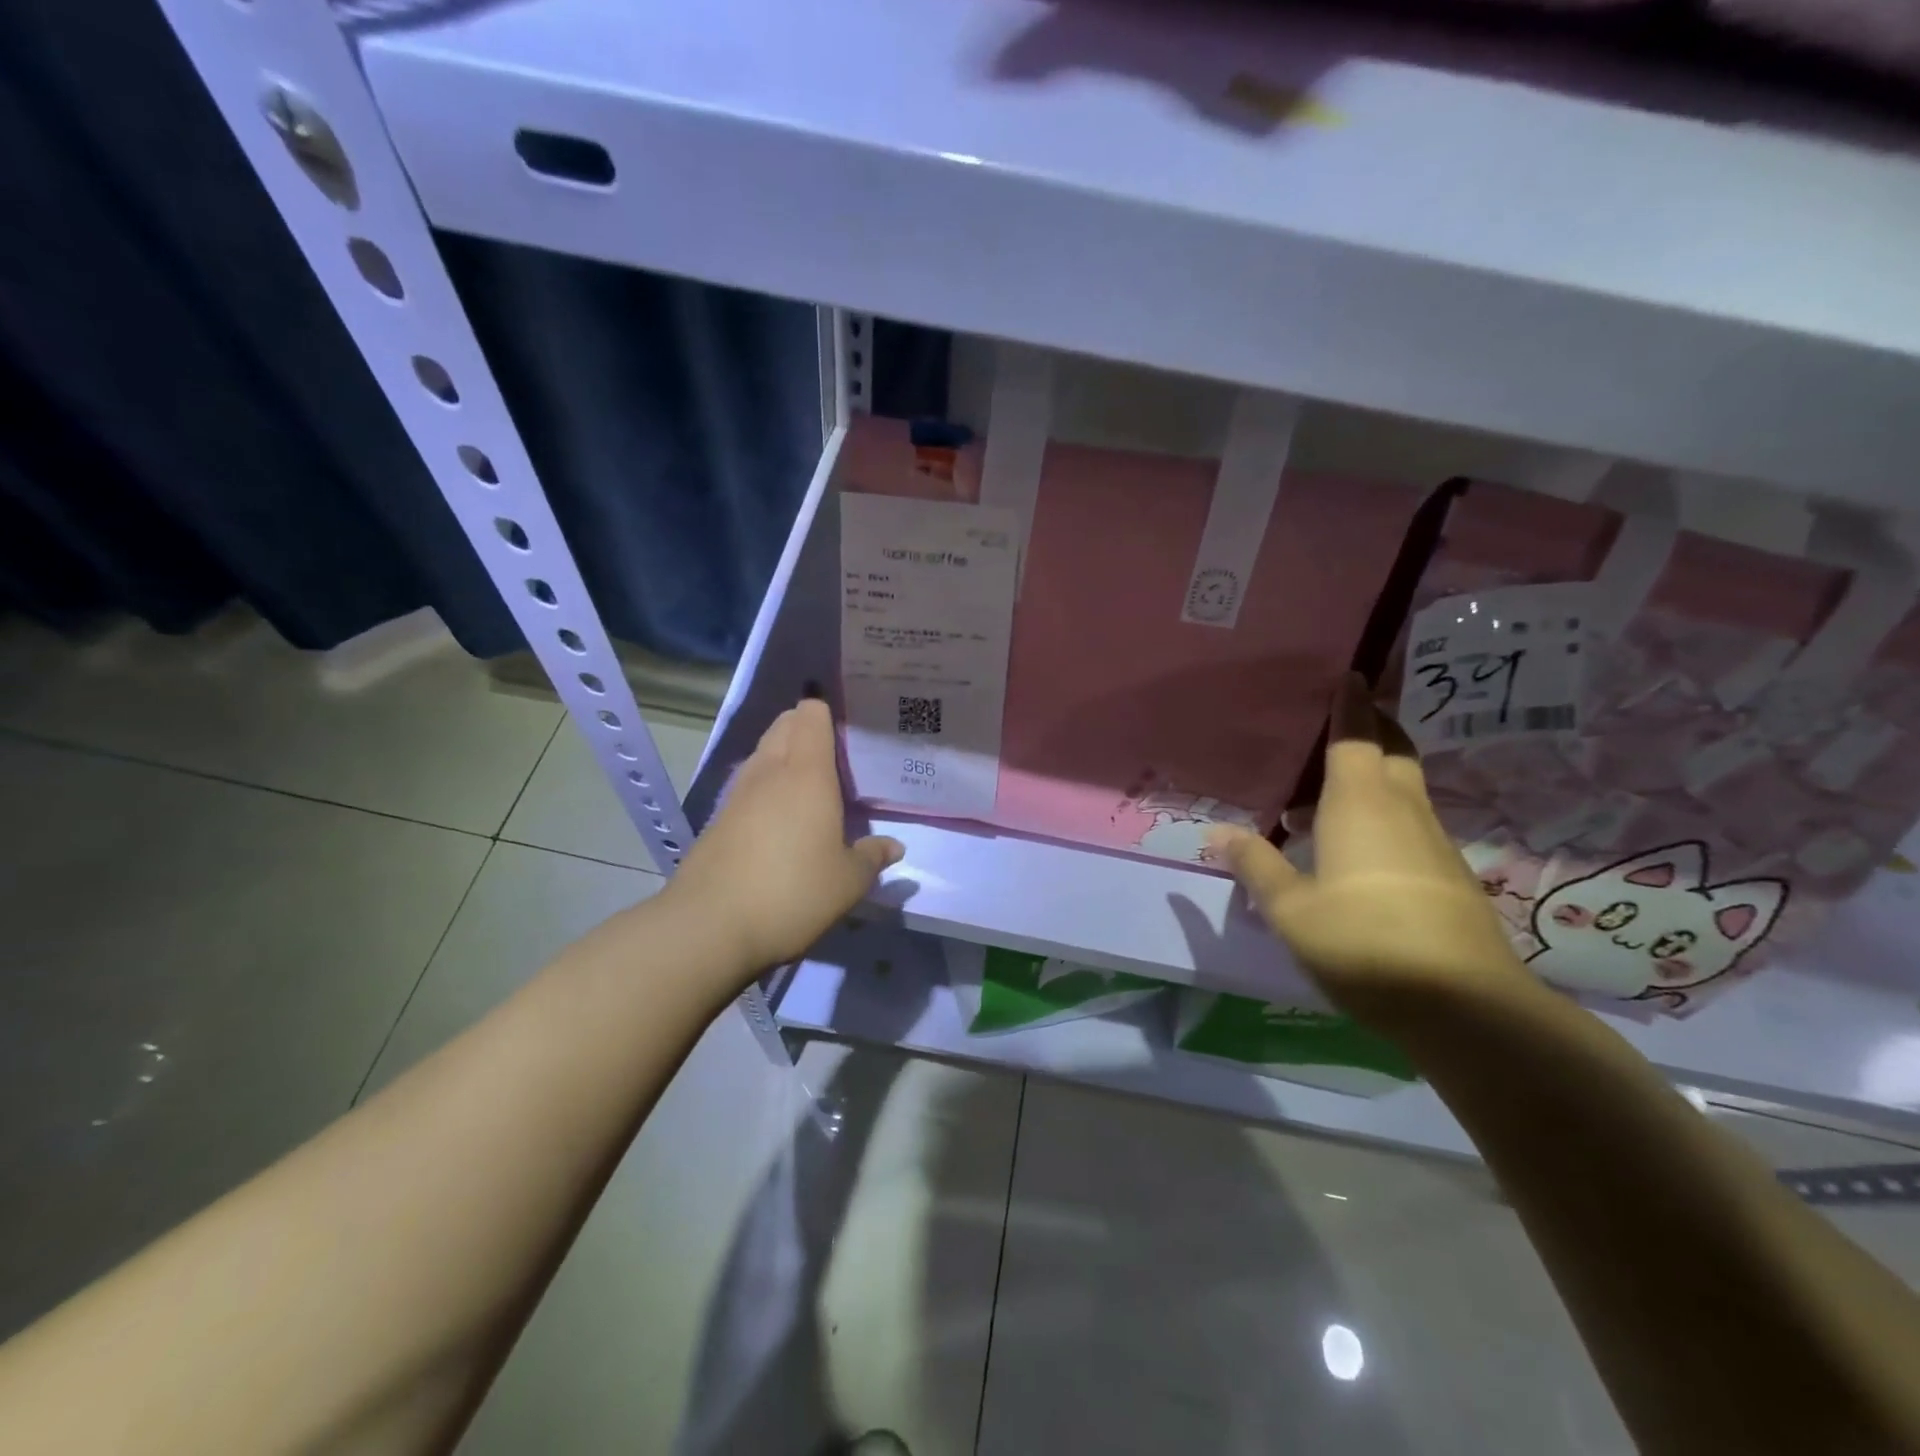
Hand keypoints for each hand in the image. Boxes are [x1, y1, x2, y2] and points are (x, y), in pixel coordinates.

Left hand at [669, 699, 902, 972]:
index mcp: (806, 773)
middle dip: (807, 728)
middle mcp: (770, 772)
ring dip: (785, 756)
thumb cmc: (792, 893)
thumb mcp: (847, 882)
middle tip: (837, 755)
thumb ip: (872, 858)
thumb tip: (894, 847)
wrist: (709, 926)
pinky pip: (749, 784)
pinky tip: (781, 817)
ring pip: (764, 753)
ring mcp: (738, 793)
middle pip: (785, 725)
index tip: (850, 728)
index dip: (828, 711)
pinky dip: (767, 786)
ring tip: (812, 783)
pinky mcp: (718, 818)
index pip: (811, 715)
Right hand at [1207, 675, 1530, 1026]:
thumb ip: (1256, 866)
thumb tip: (1218, 834)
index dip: (1351, 705)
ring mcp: (1432, 843)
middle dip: (1371, 729)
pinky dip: (1379, 816)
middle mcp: (1402, 811)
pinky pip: (1408, 824)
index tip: (1350, 674)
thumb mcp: (1291, 909)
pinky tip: (1349, 850)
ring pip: (1402, 790)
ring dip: (1369, 779)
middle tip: (1340, 721)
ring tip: (1319, 797)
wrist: (1465, 1007)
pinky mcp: (1447, 876)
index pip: (1357, 736)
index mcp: (1360, 804)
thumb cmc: (1363, 942)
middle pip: (1392, 752)